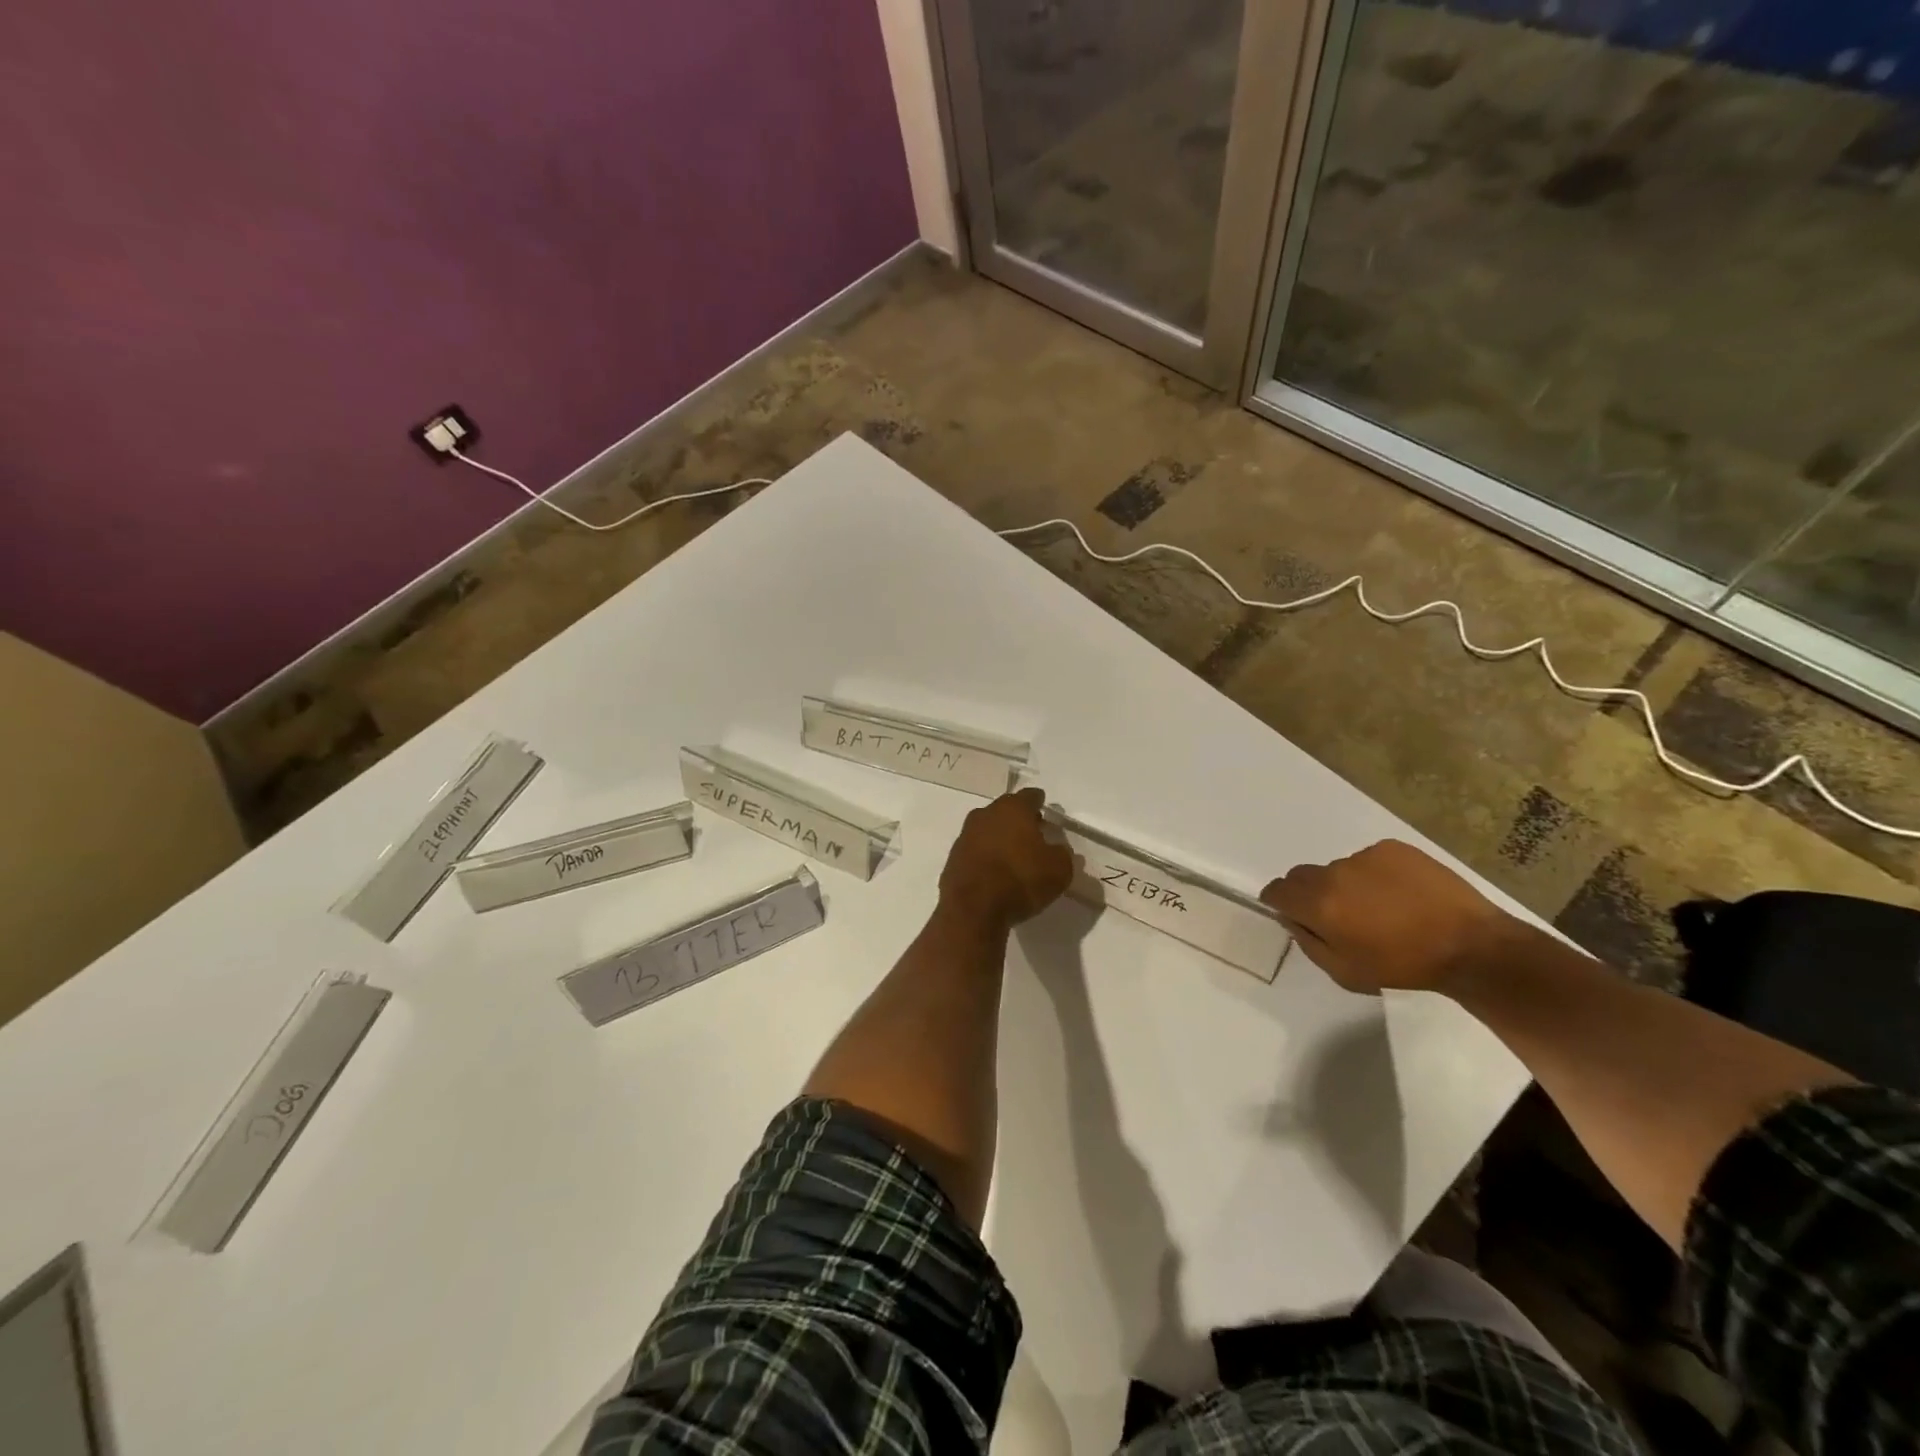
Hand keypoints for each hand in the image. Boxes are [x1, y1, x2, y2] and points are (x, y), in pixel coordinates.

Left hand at [939, 787, 1073, 926]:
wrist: (973, 909)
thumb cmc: (1021, 880)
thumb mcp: (1058, 870)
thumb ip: (1062, 855)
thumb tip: (1059, 849)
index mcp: (1013, 809)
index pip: (1030, 796)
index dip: (1039, 802)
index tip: (1044, 808)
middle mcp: (986, 815)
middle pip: (1006, 811)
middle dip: (1019, 820)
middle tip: (1033, 833)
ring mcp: (965, 836)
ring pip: (988, 829)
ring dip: (1000, 838)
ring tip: (1014, 855)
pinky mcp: (953, 858)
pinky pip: (975, 851)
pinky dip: (986, 857)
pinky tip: (995, 872)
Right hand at [1260, 839, 1525, 994]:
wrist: (1471, 946)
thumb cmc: (1404, 966)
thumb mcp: (1345, 972)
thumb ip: (1309, 942)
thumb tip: (1293, 919)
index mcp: (1318, 904)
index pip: (1276, 890)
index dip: (1279, 902)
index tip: (1294, 915)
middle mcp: (1334, 873)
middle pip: (1302, 876)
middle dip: (1310, 894)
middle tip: (1339, 916)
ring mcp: (1364, 857)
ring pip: (1338, 869)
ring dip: (1346, 885)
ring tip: (1381, 908)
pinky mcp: (1392, 848)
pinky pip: (1369, 860)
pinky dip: (1375, 875)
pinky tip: (1402, 895)